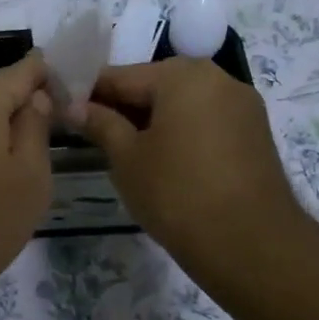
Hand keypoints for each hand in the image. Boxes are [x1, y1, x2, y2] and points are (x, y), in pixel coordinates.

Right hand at [79, 59, 318, 306]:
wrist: (252, 245)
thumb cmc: (177, 193)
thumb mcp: (126, 158)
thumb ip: (99, 123)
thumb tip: (73, 106)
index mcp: (182, 74)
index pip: (119, 76)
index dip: (87, 95)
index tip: (63, 113)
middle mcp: (217, 77)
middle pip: (154, 85)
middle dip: (122, 107)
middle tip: (93, 137)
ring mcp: (242, 105)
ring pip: (181, 103)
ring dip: (152, 121)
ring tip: (127, 154)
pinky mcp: (255, 133)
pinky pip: (205, 121)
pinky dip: (181, 133)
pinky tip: (164, 162)